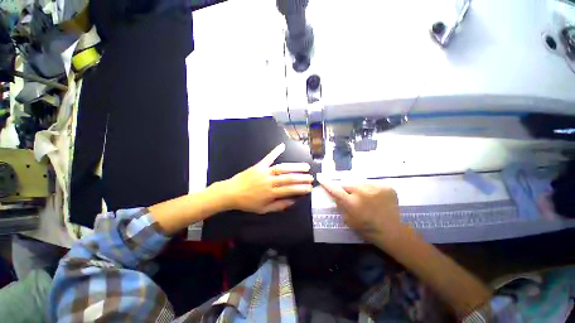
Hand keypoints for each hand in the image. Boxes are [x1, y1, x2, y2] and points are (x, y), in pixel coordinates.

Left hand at [221, 143, 313, 213]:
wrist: (231, 193)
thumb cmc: (248, 203)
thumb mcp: (264, 209)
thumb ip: (279, 206)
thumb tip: (293, 201)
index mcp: (271, 193)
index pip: (290, 190)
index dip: (301, 189)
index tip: (310, 188)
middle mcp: (269, 182)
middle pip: (289, 178)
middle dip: (302, 178)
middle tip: (311, 177)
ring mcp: (264, 172)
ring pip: (282, 168)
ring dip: (295, 167)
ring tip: (305, 166)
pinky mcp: (259, 165)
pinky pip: (268, 157)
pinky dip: (275, 151)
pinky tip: (282, 146)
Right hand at [319, 181, 401, 242]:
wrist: (392, 231)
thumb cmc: (367, 228)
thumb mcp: (348, 219)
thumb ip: (340, 205)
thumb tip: (335, 193)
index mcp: (352, 203)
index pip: (334, 189)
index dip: (326, 183)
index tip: (320, 177)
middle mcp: (362, 192)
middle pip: (347, 183)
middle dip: (347, 189)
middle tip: (352, 197)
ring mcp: (376, 188)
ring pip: (360, 183)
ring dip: (359, 188)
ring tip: (366, 198)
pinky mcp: (386, 186)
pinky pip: (372, 184)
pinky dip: (371, 189)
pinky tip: (376, 198)